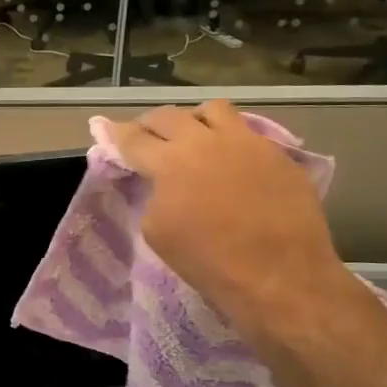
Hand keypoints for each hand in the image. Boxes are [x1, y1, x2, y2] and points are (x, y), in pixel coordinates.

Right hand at [107, 102, 354, 338]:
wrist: (279, 277)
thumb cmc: (208, 260)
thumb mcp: (157, 231)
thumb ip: (153, 194)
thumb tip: (160, 181)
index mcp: (169, 162)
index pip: (133, 138)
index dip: (116, 134)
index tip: (107, 131)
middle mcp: (205, 141)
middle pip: (168, 115)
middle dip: (150, 124)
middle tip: (145, 138)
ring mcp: (246, 143)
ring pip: (212, 110)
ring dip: (194, 121)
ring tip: (193, 138)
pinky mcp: (277, 154)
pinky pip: (247, 133)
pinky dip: (230, 141)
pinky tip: (230, 163)